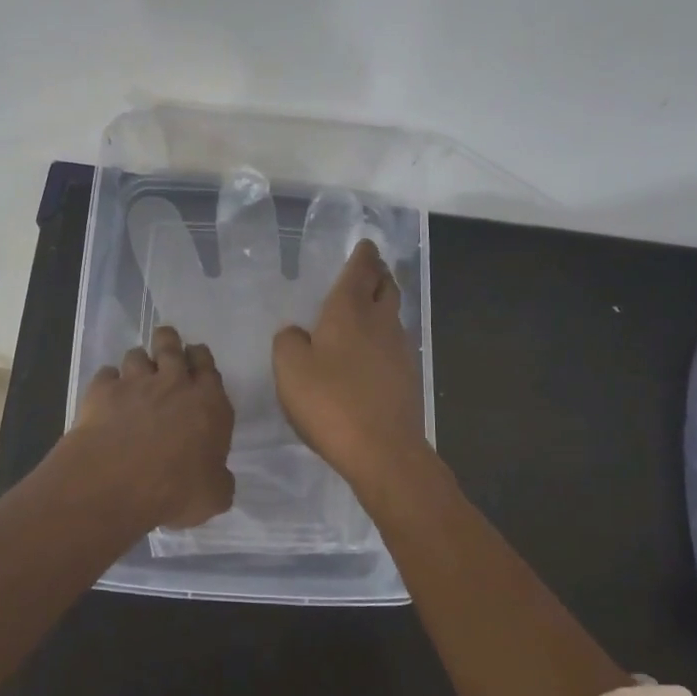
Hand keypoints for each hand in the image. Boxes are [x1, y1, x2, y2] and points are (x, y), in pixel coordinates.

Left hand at [70, 326, 235, 529]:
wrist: (116, 484)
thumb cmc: (176, 492)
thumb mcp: (215, 496)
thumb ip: (219, 479)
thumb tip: (216, 476)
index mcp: (209, 403)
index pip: (208, 366)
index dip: (201, 359)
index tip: (195, 360)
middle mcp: (174, 384)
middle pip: (171, 345)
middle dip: (169, 341)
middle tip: (166, 347)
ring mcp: (135, 383)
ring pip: (137, 355)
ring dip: (138, 362)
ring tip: (135, 375)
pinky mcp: (102, 391)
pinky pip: (106, 374)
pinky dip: (108, 382)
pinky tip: (106, 395)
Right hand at [273, 240, 426, 490]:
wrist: (383, 450)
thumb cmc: (330, 402)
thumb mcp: (290, 368)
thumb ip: (289, 342)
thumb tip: (297, 333)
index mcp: (350, 311)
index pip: (361, 271)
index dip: (363, 255)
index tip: (365, 245)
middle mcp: (380, 322)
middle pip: (386, 287)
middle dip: (379, 274)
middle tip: (370, 269)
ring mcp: (400, 350)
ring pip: (393, 315)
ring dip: (383, 304)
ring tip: (368, 306)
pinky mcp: (407, 377)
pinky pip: (394, 343)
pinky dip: (383, 336)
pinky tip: (371, 351)